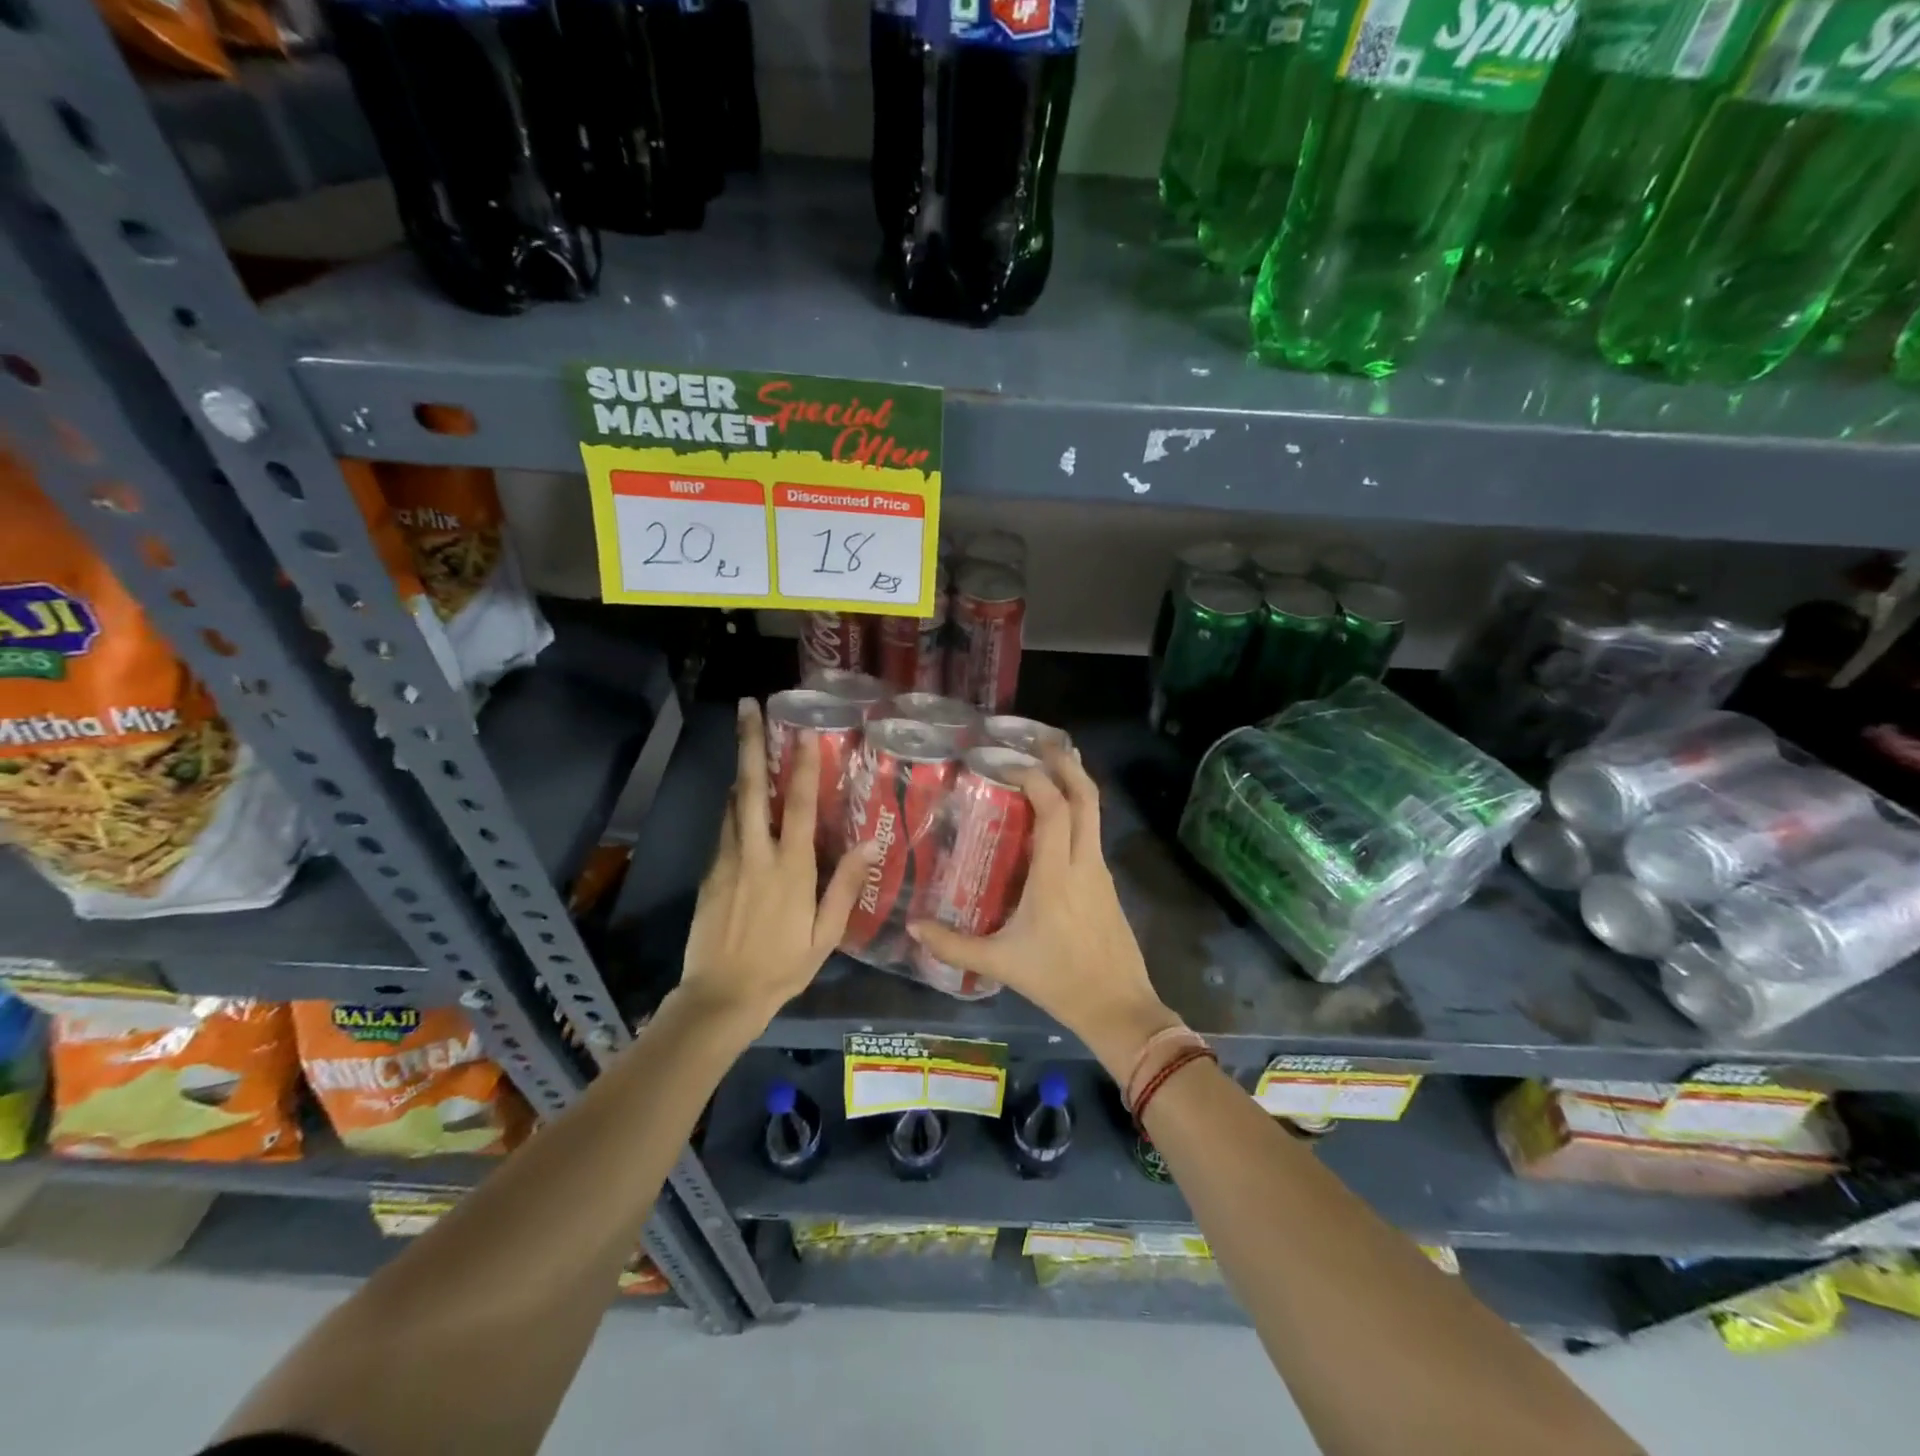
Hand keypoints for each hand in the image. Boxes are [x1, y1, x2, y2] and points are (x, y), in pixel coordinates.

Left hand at [678, 699, 876, 1030]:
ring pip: (732, 804)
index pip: (799, 806)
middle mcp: (755, 854)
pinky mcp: (709, 873)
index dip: (803, 765)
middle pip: (751, 788)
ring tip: (746, 737)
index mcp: (790, 868)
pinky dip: (734, 805)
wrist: (719, 997)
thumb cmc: (782, 966)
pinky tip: (741, 798)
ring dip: (741, 769)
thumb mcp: (825, 935)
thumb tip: (868, 846)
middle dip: (749, 744)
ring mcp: (726, 861)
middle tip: (745, 706)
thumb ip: (845, 888)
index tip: (803, 729)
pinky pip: (724, 829)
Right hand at [907, 748, 1178, 1073]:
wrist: (1118, 1006)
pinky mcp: (1107, 884)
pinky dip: (1078, 811)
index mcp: (1057, 876)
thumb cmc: (1057, 980)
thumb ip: (953, 945)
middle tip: (1043, 740)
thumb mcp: (1000, 962)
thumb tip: (913, 928)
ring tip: (1050, 765)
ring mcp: (1101, 872)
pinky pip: (1093, 833)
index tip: (1009, 762)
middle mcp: (1084, 863)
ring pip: (1095, 813)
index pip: (1054, 810)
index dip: (1036, 778)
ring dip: (1075, 783)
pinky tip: (1057, 818)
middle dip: (1067, 763)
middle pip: (1086, 798)